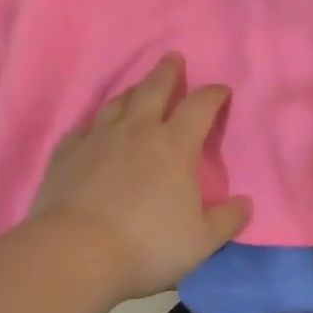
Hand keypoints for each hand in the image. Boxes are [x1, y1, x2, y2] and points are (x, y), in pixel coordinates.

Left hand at [31, 55, 251, 299]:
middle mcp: (138, 131)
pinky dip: (94, 125)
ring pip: (118, 103)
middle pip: (154, 89)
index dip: (214, 94)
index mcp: (175, 144)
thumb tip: (246, 203)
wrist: (73, 254)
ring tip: (138, 88)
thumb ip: (228, 220)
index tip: (222, 91)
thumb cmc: (147, 244)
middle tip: (173, 57)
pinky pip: (83, 129)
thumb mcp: (202, 240)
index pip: (200, 106)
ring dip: (132, 92)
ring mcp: (98, 140)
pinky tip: (93, 130)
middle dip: (168, 72)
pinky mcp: (66, 156)